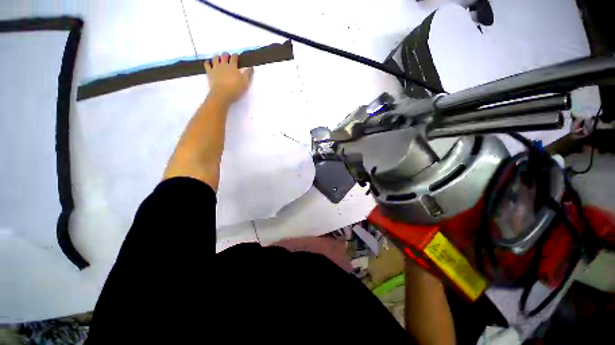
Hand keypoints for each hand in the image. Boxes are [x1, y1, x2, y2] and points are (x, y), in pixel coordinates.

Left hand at [204, 53, 253, 105]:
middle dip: (226, 55)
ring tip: (219, 59)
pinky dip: (208, 63)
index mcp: (233, 66)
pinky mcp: (209, 73)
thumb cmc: (235, 89)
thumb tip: (251, 67)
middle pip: (224, 55)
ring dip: (217, 57)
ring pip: (215, 58)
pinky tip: (209, 63)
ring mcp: (215, 68)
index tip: (237, 56)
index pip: (234, 57)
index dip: (236, 55)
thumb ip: (248, 74)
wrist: (222, 95)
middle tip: (228, 56)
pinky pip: (207, 64)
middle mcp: (223, 65)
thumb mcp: (245, 83)